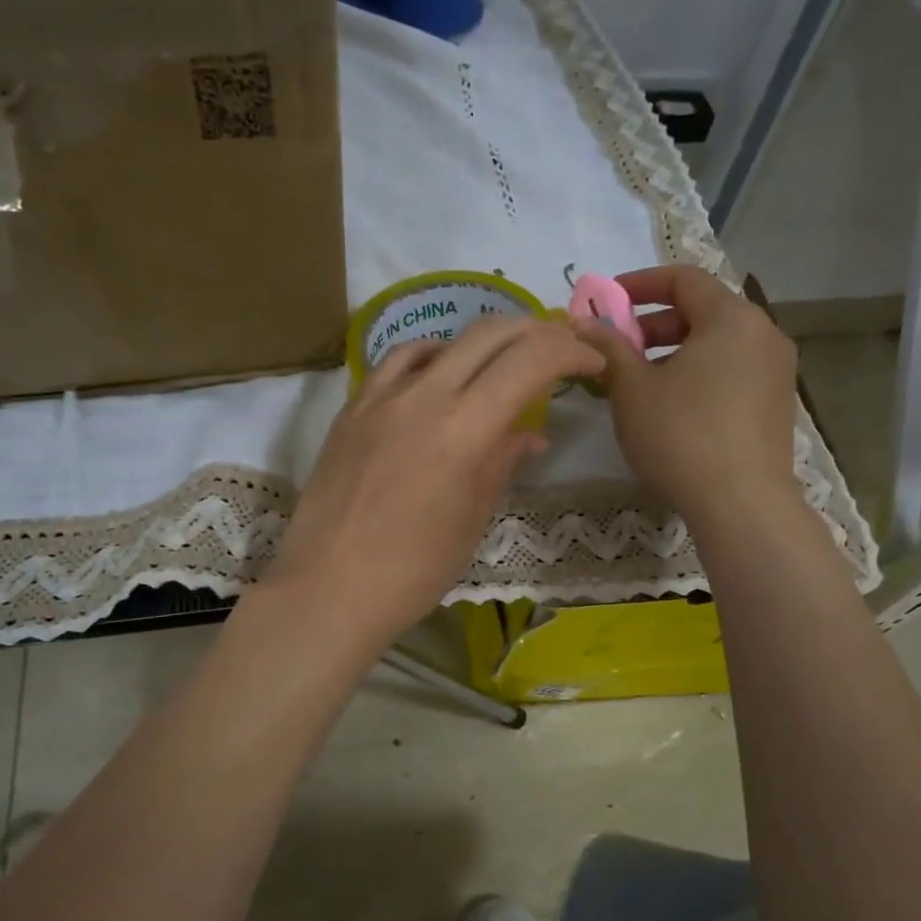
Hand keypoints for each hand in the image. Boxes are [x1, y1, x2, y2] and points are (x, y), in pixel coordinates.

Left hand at [264, 316, 603, 655]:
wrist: (328, 588)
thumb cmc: (412, 571)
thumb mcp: (471, 519)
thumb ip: (501, 464)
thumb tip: (530, 436)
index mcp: (464, 429)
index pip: (530, 362)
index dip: (569, 351)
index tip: (591, 362)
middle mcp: (424, 397)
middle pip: (490, 334)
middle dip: (536, 331)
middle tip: (560, 347)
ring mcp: (381, 398)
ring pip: (443, 341)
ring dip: (485, 340)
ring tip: (505, 359)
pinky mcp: (352, 409)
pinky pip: (398, 363)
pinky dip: (431, 356)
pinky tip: (440, 375)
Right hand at [575, 265, 800, 524]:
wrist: (741, 503)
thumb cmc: (680, 435)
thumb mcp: (631, 389)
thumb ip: (608, 348)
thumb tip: (585, 325)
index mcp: (731, 318)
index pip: (683, 279)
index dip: (639, 283)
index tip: (607, 301)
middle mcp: (763, 333)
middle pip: (703, 310)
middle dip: (654, 323)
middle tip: (619, 347)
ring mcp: (776, 370)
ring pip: (718, 343)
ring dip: (675, 350)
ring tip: (640, 380)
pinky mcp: (777, 403)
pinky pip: (733, 370)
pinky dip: (700, 372)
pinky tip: (673, 406)